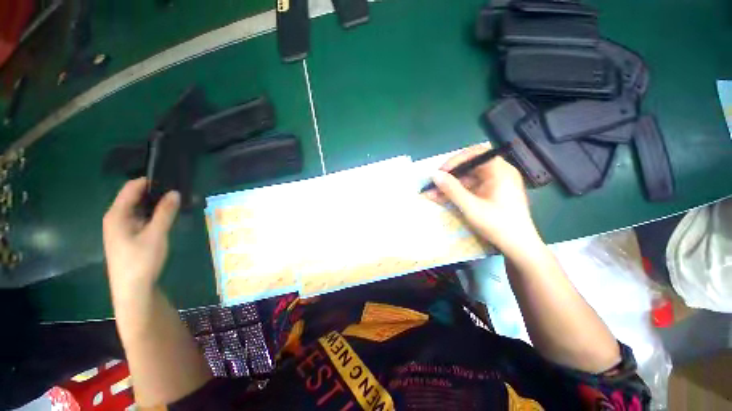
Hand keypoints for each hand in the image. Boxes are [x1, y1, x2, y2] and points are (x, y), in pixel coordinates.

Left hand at [103, 178, 179, 303]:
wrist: (132, 290)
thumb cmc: (141, 261)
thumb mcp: (156, 235)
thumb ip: (165, 212)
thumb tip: (175, 192)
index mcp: (117, 214)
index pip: (131, 188)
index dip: (150, 181)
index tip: (171, 178)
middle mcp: (116, 218)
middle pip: (134, 198)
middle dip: (155, 193)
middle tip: (178, 192)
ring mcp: (121, 229)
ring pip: (139, 209)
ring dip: (156, 205)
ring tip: (176, 203)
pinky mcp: (128, 237)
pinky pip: (141, 219)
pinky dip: (153, 216)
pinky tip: (167, 219)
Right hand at [425, 143, 542, 256]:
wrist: (518, 247)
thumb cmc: (498, 225)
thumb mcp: (471, 207)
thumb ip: (451, 189)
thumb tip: (434, 175)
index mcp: (500, 171)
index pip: (475, 154)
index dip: (455, 160)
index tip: (440, 172)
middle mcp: (498, 173)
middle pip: (469, 166)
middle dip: (449, 175)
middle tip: (433, 184)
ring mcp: (493, 184)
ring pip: (467, 179)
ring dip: (449, 186)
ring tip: (431, 193)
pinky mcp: (489, 194)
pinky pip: (469, 188)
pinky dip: (455, 193)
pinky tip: (440, 198)